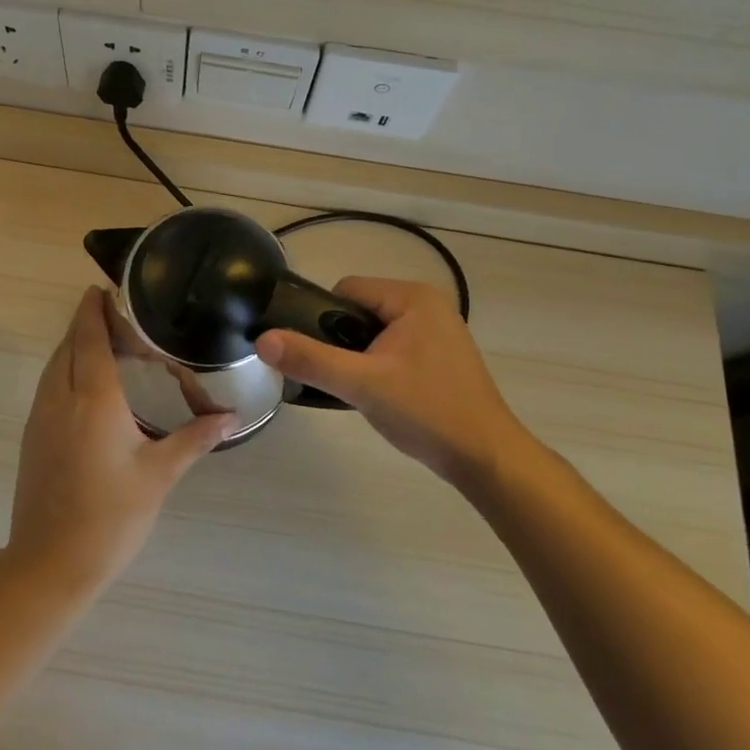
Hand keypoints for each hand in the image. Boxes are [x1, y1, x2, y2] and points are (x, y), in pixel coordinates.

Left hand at [6, 287, 235, 590]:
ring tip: (106, 340)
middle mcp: (60, 398)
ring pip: (55, 365)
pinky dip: (66, 368)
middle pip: (69, 345)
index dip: (94, 310)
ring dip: (75, 345)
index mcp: (93, 399)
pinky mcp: (33, 436)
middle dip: (86, 322)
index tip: (103, 288)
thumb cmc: (110, 517)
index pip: (89, 338)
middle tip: (118, 312)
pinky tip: (88, 382)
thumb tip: (231, 417)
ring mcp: (41, 418)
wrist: (49, 564)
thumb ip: (195, 439)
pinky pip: (49, 385)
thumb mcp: (159, 475)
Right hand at [257, 277, 531, 487]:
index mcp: (412, 297)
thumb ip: (311, 359)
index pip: (346, 290)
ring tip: (360, 391)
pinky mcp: (442, 355)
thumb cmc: (427, 412)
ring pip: (375, 332)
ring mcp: (438, 330)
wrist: (486, 459)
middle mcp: (427, 304)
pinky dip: (380, 366)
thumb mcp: (361, 385)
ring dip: (360, 357)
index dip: (323, 320)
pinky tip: (381, 396)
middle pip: (359, 310)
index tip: (321, 358)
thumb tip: (263, 340)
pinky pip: (394, 348)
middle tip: (343, 380)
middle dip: (343, 342)